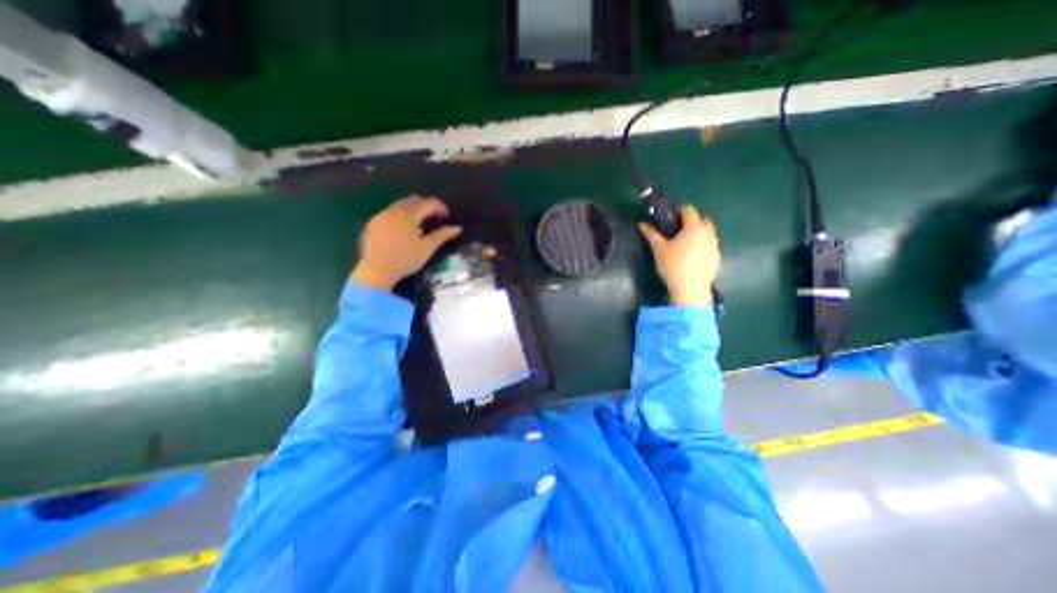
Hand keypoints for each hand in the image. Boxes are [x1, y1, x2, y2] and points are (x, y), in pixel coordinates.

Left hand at [352, 194, 461, 290]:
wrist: (376, 272)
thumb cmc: (405, 260)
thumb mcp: (426, 248)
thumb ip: (442, 235)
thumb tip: (458, 228)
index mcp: (407, 215)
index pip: (427, 203)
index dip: (440, 207)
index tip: (446, 216)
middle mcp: (393, 211)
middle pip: (413, 200)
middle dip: (426, 206)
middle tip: (435, 218)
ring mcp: (381, 215)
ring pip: (401, 204)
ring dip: (414, 209)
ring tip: (421, 224)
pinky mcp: (373, 223)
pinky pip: (390, 212)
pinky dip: (401, 215)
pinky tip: (404, 230)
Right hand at [635, 203, 717, 305]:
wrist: (690, 289)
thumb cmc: (673, 266)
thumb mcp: (659, 249)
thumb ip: (651, 234)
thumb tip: (641, 224)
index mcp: (694, 227)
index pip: (689, 210)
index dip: (679, 210)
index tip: (671, 216)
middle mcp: (708, 233)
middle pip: (703, 219)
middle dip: (692, 220)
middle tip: (678, 229)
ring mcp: (715, 246)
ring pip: (708, 233)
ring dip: (699, 232)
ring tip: (685, 243)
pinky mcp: (717, 258)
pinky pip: (711, 245)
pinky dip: (703, 245)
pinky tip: (693, 256)